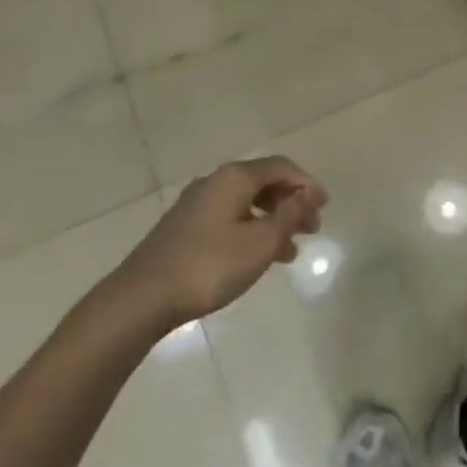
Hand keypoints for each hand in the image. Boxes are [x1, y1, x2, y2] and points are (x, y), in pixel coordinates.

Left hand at [103, 157, 326, 331]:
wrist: (141, 298)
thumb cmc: (209, 266)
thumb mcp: (260, 243)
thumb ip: (288, 217)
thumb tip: (304, 196)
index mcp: (235, 177)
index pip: (282, 167)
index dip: (307, 184)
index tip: (325, 207)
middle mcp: (215, 181)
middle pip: (264, 182)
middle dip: (291, 202)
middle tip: (311, 228)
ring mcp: (196, 204)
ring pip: (246, 202)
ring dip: (273, 220)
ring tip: (290, 251)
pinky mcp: (183, 227)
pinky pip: (229, 217)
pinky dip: (251, 229)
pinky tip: (256, 257)